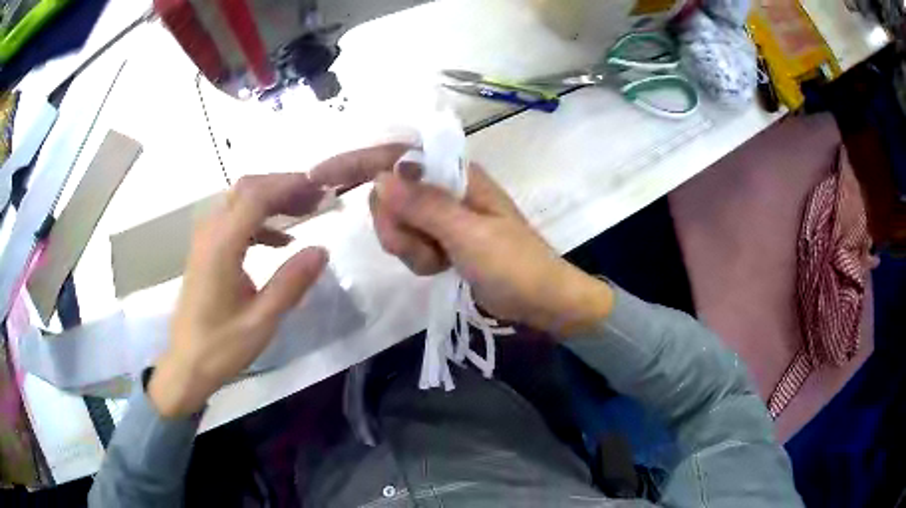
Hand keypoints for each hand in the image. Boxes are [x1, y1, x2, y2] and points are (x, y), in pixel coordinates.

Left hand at [149, 174, 328, 417]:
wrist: (187, 364)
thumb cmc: (221, 347)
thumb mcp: (262, 320)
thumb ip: (291, 283)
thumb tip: (322, 249)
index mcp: (222, 246)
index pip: (256, 196)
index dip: (289, 185)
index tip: (321, 189)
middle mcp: (210, 233)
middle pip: (246, 189)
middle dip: (283, 186)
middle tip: (317, 198)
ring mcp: (205, 241)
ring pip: (239, 201)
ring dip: (272, 200)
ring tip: (305, 212)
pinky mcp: (206, 251)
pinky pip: (234, 221)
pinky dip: (260, 220)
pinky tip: (281, 241)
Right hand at [372, 164, 613, 335]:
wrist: (541, 301)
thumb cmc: (516, 265)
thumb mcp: (470, 235)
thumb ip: (425, 206)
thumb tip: (381, 177)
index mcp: (456, 175)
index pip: (397, 155)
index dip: (357, 162)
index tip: (320, 176)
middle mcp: (444, 188)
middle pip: (388, 194)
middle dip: (395, 225)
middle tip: (423, 247)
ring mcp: (441, 216)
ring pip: (395, 223)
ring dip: (409, 247)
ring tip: (440, 260)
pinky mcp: (439, 239)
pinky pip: (407, 244)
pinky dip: (418, 259)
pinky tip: (442, 268)